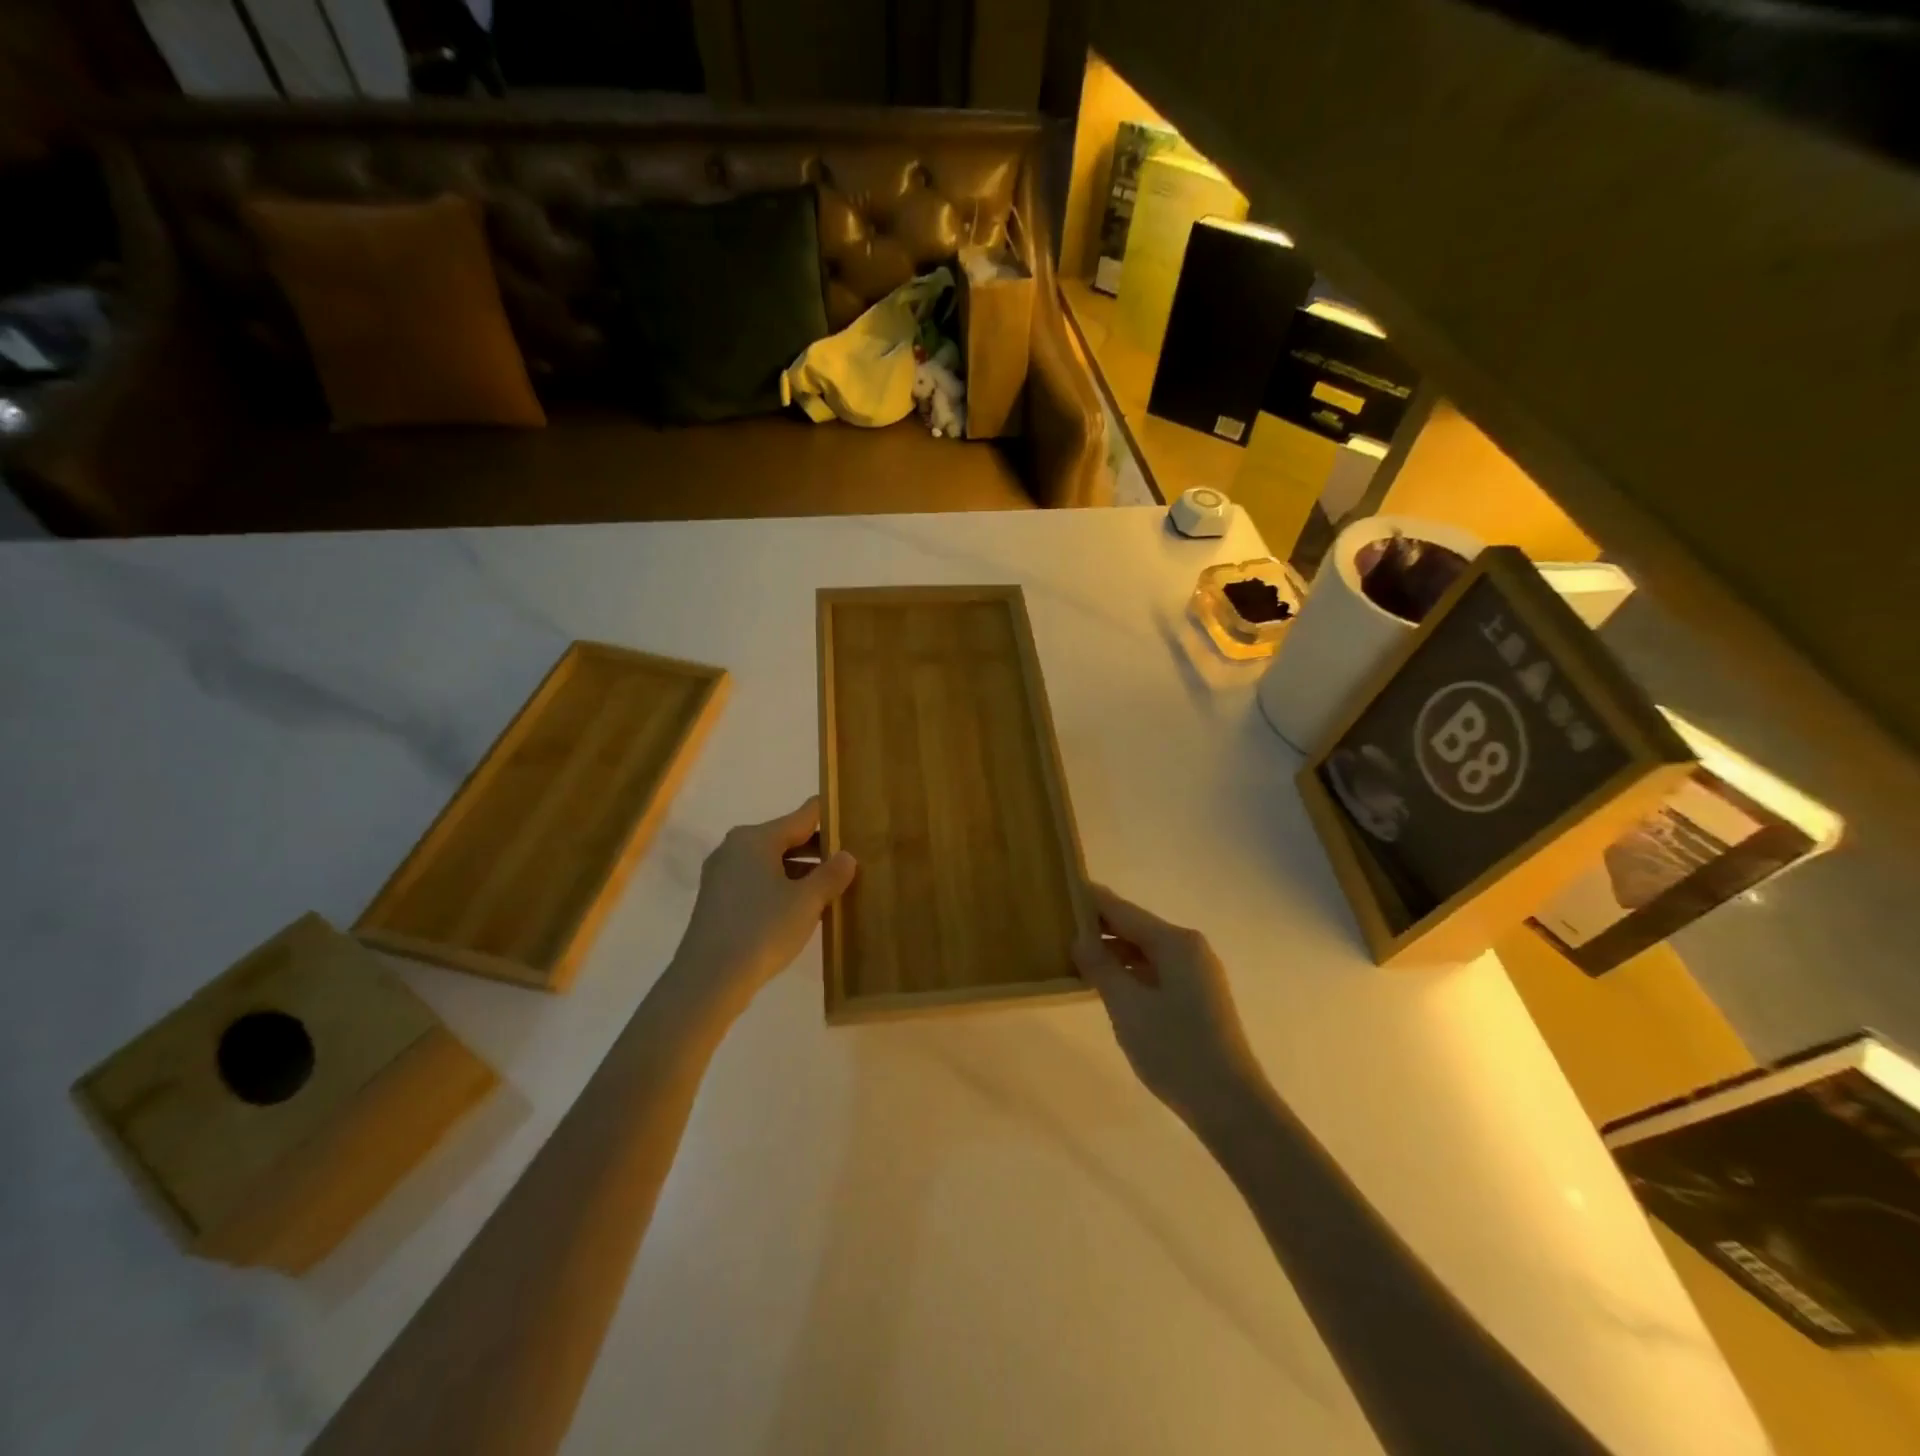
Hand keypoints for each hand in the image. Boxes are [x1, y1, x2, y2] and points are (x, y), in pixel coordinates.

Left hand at [666, 797, 855, 1013]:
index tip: (855, 822)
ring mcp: (722, 874)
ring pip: (771, 862)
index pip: (803, 816)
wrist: (708, 980)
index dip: (831, 817)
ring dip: (800, 872)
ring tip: (831, 888)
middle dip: (818, 849)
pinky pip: (756, 882)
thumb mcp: (807, 902)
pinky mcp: (717, 900)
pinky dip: (780, 887)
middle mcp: (735, 847)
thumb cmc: (762, 930)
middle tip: (851, 861)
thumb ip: (831, 874)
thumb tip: (847, 856)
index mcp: (756, 838)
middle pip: (786, 838)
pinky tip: (800, 908)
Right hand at [1073, 884, 1267, 1129]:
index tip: (1060, 891)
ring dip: (1112, 953)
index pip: (1123, 910)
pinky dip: (1129, 972)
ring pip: (1145, 951)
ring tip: (1073, 958)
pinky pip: (1155, 971)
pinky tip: (1106, 985)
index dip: (1091, 901)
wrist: (1231, 1106)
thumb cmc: (1175, 1050)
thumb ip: (1100, 966)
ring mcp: (1196, 973)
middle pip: (1135, 928)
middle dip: (1099, 928)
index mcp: (1175, 942)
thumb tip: (1079, 937)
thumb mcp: (1127, 1006)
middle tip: (1057, 928)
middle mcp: (1189, 948)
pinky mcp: (1197, 997)